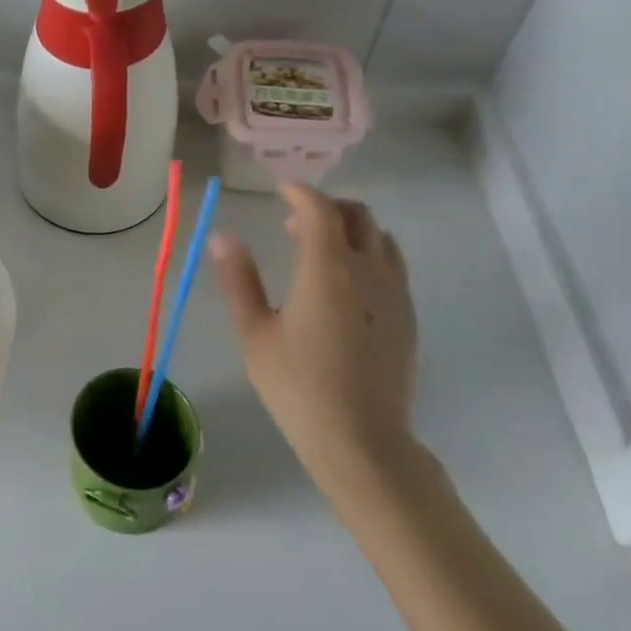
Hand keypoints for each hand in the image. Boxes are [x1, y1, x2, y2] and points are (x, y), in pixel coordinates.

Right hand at [210, 183, 419, 499]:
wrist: (362, 441)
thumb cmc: (297, 386)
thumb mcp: (254, 333)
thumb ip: (239, 279)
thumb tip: (222, 237)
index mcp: (328, 270)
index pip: (320, 209)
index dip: (299, 192)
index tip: (279, 190)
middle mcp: (368, 271)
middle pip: (357, 215)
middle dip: (325, 207)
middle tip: (292, 226)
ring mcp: (396, 293)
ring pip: (380, 237)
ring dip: (350, 230)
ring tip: (319, 252)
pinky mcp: (408, 316)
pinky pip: (392, 265)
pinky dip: (368, 254)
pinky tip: (345, 286)